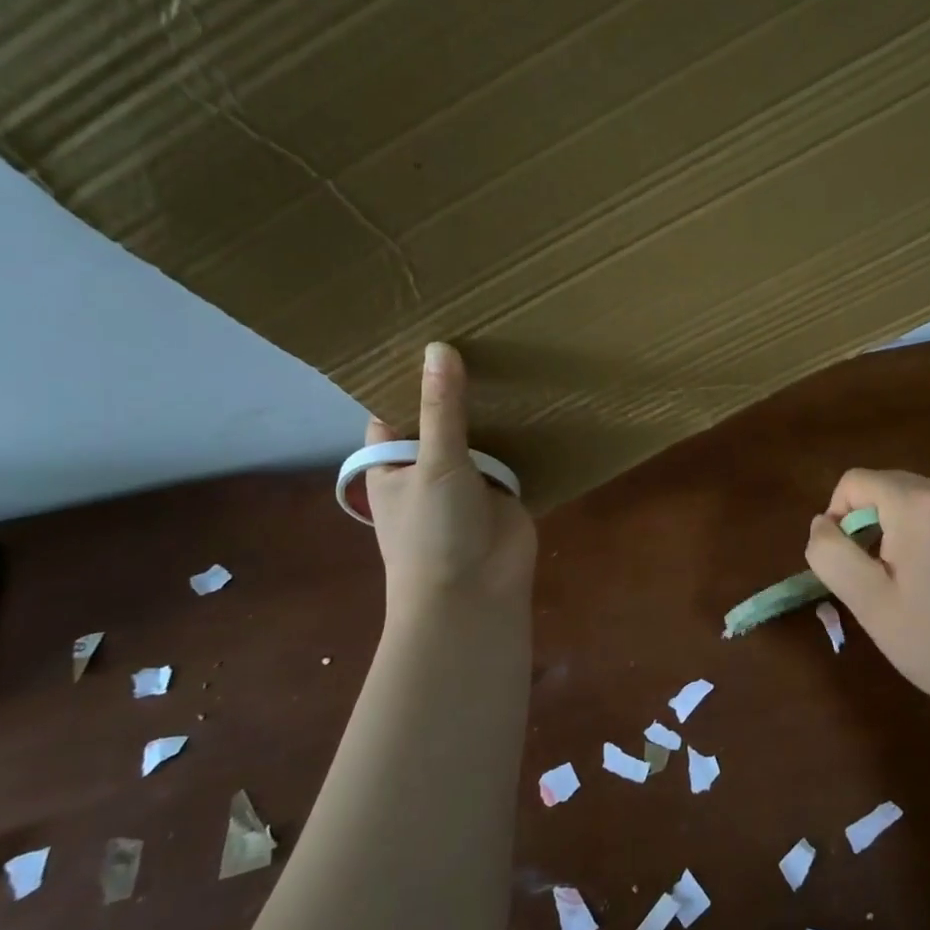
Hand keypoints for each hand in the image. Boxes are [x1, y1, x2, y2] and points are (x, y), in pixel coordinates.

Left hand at [364, 342, 536, 618]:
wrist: (473, 594)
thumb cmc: (433, 530)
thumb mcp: (433, 463)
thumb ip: (441, 408)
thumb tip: (439, 346)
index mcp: (393, 465)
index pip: (393, 413)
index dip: (405, 382)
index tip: (425, 337)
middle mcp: (428, 469)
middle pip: (440, 420)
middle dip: (456, 390)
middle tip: (479, 335)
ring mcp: (467, 481)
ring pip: (478, 437)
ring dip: (491, 413)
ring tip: (509, 356)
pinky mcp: (503, 492)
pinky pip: (511, 456)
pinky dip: (521, 436)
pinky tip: (536, 400)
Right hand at [804, 468, 929, 719]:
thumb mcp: (867, 601)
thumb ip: (831, 553)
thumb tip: (821, 524)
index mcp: (919, 504)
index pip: (854, 481)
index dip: (836, 517)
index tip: (846, 564)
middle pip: (884, 485)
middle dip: (865, 522)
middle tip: (873, 577)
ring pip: (910, 498)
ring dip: (891, 528)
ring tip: (902, 580)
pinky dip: (920, 532)